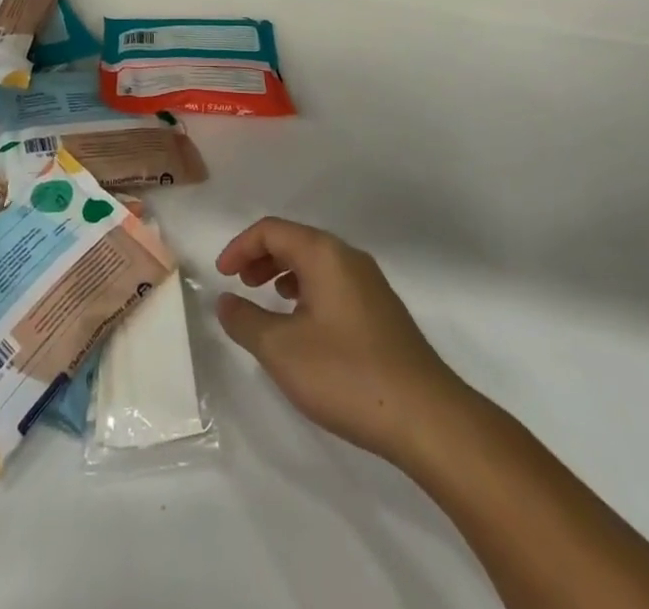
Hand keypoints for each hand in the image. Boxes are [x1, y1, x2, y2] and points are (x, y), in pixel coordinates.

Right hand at [217, 218, 467, 465]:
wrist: (427, 418)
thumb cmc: (347, 374)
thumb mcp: (281, 350)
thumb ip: (245, 320)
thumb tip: (225, 302)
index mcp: (324, 253)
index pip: (271, 230)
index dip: (240, 247)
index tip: (221, 276)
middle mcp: (349, 257)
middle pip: (295, 241)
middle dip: (262, 257)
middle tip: (240, 284)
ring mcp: (370, 284)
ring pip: (316, 263)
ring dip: (284, 274)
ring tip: (268, 303)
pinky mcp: (382, 312)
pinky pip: (334, 284)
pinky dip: (308, 291)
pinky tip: (304, 327)